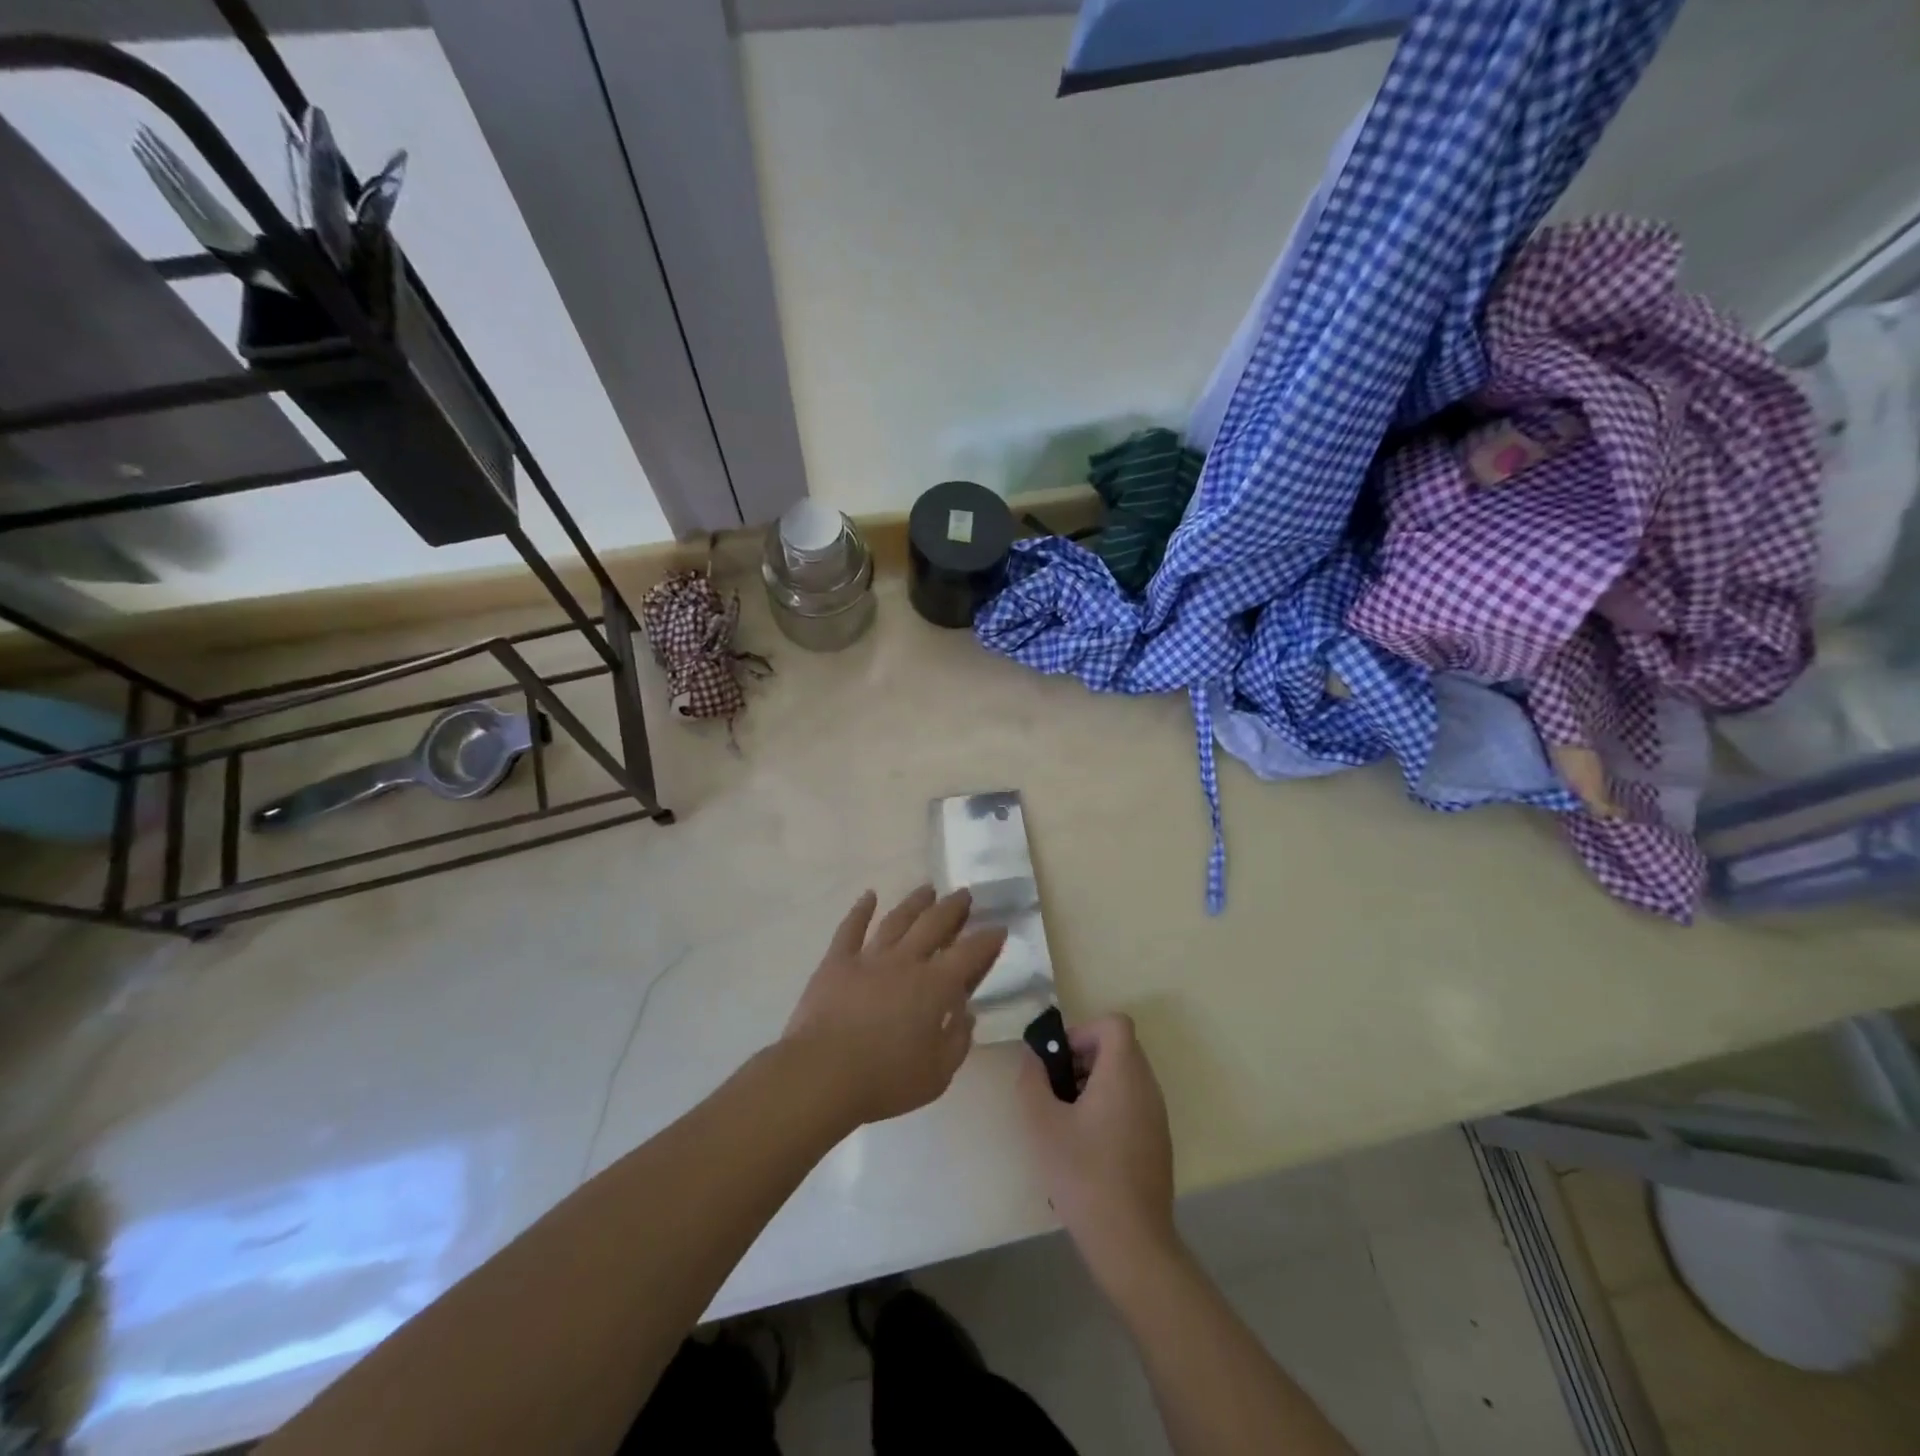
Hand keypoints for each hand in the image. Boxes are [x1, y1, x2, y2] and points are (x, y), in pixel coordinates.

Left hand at [783, 886, 1007, 1127]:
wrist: (822, 1074)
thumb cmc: (885, 1079)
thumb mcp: (937, 1074)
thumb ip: (957, 1041)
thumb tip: (966, 1013)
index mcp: (934, 986)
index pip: (969, 954)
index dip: (987, 940)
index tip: (998, 928)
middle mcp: (905, 961)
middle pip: (934, 924)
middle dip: (953, 908)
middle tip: (964, 894)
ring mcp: (869, 957)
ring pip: (897, 920)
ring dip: (915, 902)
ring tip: (928, 889)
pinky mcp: (837, 962)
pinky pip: (850, 928)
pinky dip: (860, 909)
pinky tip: (869, 896)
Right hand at [1019, 1014, 1177, 1279]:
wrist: (1131, 1243)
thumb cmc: (1084, 1175)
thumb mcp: (1042, 1124)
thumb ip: (1032, 1079)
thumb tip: (1032, 1055)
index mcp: (1124, 1074)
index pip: (1114, 1023)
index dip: (1083, 1031)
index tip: (1059, 1061)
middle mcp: (1147, 1087)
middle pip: (1118, 1048)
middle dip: (1082, 1058)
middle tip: (1055, 1089)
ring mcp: (1156, 1116)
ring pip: (1124, 1076)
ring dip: (1093, 1083)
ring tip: (1065, 1119)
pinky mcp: (1157, 1142)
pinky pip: (1132, 1103)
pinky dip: (1107, 1107)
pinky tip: (1085, 1146)